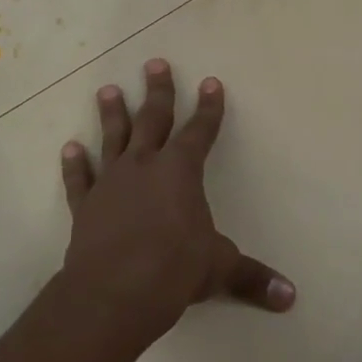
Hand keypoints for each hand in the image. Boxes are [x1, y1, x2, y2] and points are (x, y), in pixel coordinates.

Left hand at [58, 58, 294, 342]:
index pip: (200, 131)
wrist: (113, 293)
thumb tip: (291, 297)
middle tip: (155, 64)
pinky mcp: (86, 206)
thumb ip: (253, 278)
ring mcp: (111, 183)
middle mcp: (145, 167)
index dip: (209, 108)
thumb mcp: (219, 269)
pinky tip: (70, 148)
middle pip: (153, 120)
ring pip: (113, 139)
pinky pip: (80, 179)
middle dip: (158, 92)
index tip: (211, 82)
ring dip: (112, 114)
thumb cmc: (174, 270)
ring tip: (108, 90)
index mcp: (181, 171)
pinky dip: (75, 165)